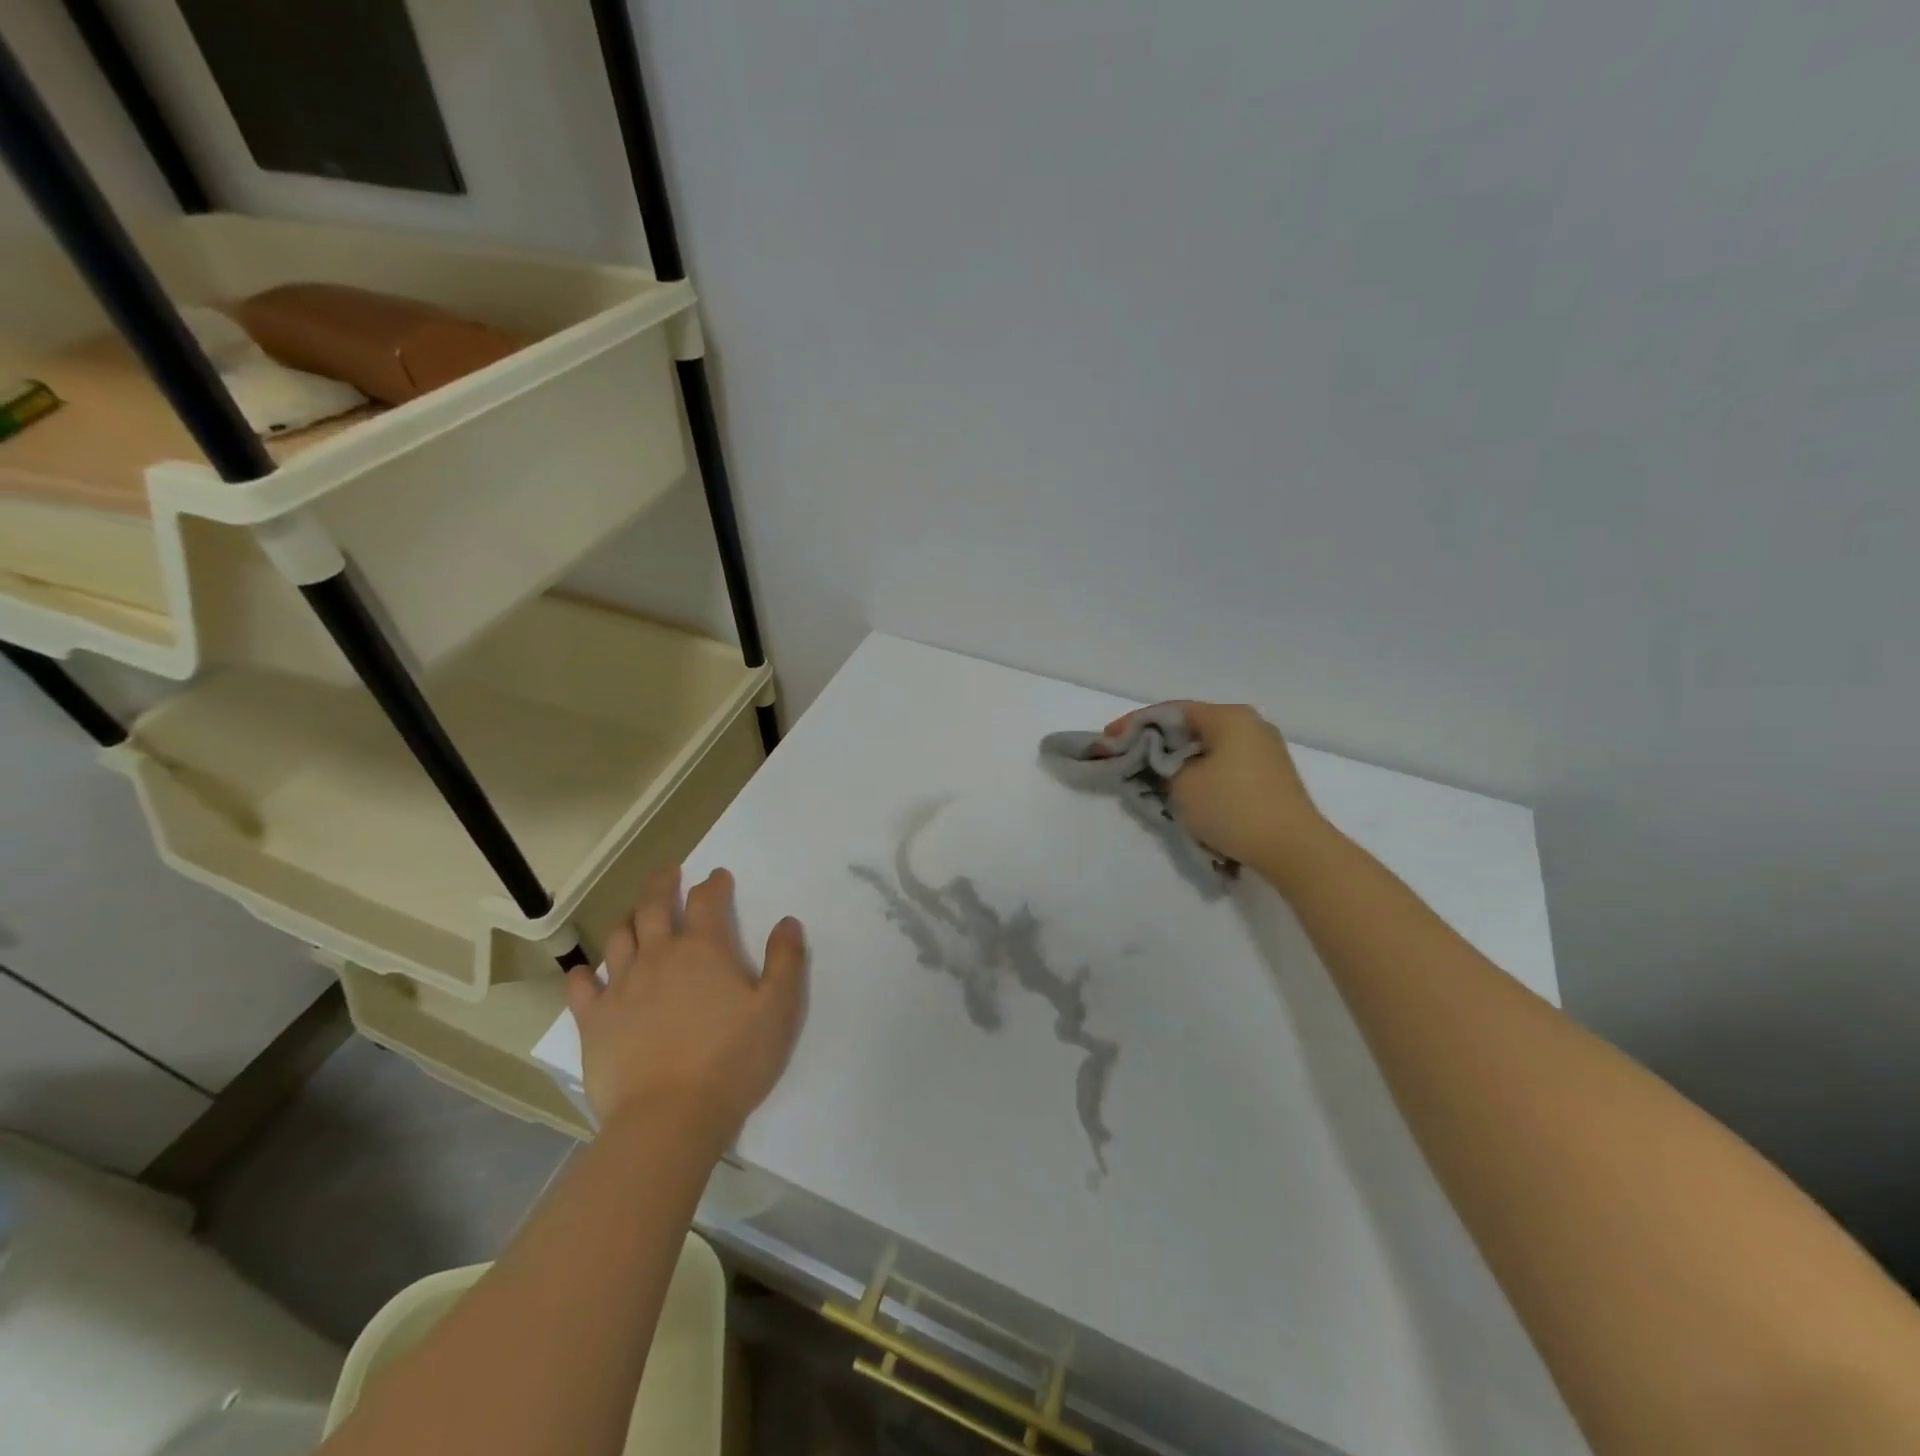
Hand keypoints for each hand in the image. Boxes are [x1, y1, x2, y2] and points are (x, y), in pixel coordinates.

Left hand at [566, 866, 807, 1143]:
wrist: (669, 1117)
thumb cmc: (733, 1060)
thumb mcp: (779, 1008)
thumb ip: (786, 960)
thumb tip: (787, 922)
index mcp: (705, 950)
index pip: (707, 900)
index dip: (714, 884)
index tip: (718, 876)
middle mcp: (659, 956)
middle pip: (655, 906)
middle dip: (663, 884)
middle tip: (669, 872)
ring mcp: (621, 987)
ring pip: (619, 937)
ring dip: (628, 918)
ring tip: (634, 913)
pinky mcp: (594, 1021)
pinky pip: (581, 987)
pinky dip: (583, 973)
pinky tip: (585, 972)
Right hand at [1109, 701, 1333, 882]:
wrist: (1294, 849)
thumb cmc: (1232, 808)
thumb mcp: (1181, 784)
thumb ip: (1159, 765)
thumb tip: (1158, 762)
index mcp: (1229, 716)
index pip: (1170, 711)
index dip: (1134, 724)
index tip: (1108, 740)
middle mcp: (1250, 724)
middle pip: (1191, 727)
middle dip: (1156, 743)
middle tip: (1127, 759)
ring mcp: (1265, 750)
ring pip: (1207, 747)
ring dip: (1178, 760)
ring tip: (1152, 778)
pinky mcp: (1270, 776)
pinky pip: (1224, 764)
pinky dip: (1200, 772)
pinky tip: (1185, 790)